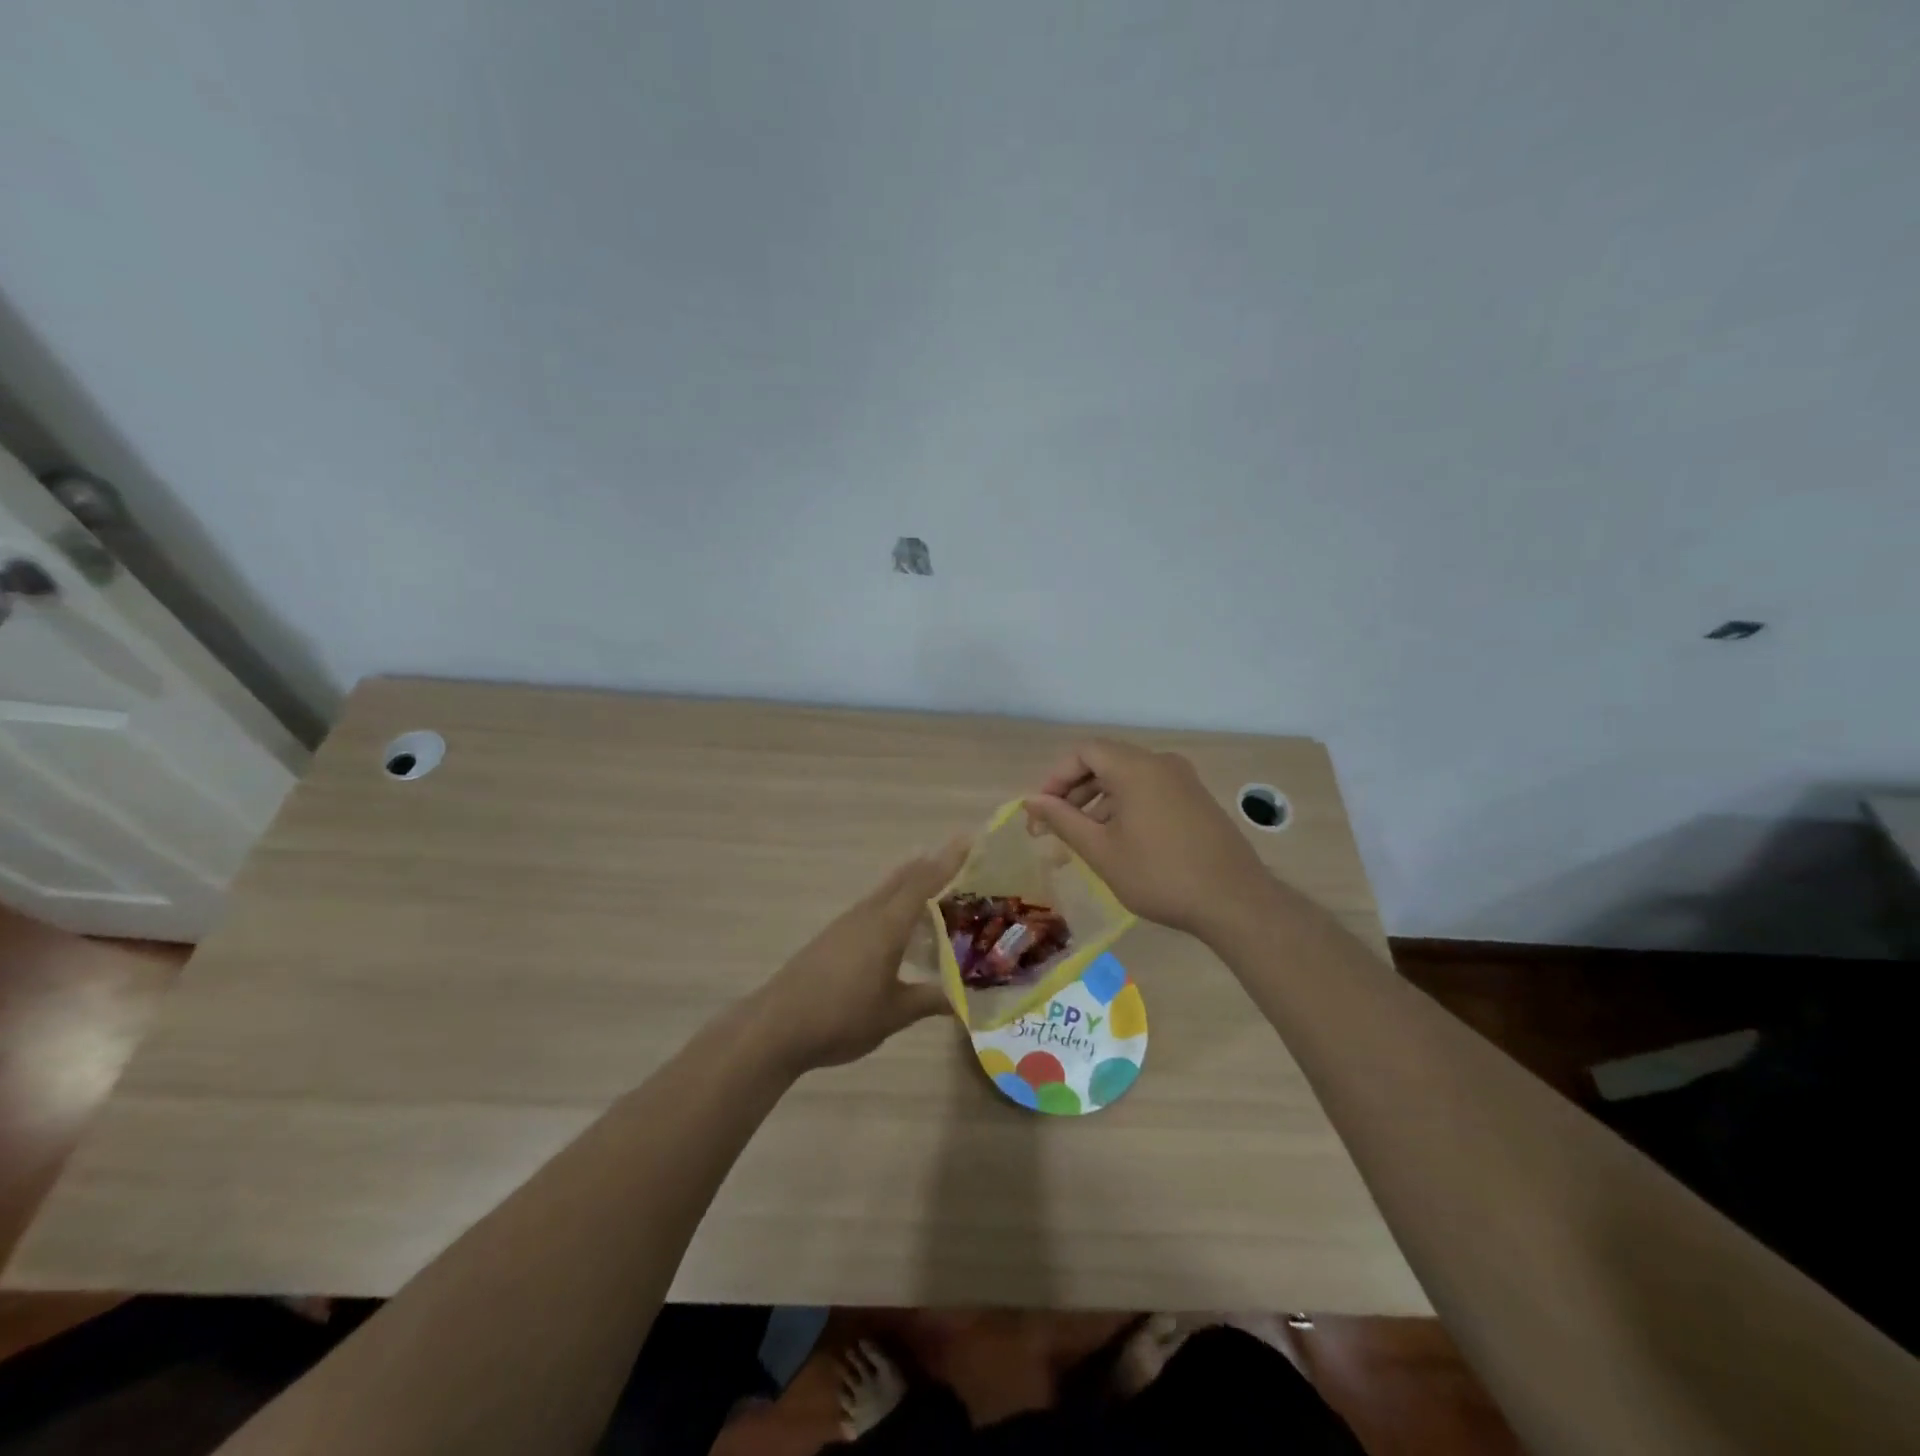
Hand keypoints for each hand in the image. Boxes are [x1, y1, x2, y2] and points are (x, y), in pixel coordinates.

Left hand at [748, 838, 968, 1072]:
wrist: (777, 1026)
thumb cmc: (841, 1017)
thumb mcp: (894, 1014)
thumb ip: (930, 1001)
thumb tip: (965, 1001)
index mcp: (887, 925)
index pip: (924, 882)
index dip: (948, 860)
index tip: (970, 839)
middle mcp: (867, 915)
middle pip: (903, 879)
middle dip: (931, 865)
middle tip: (961, 859)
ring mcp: (846, 924)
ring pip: (886, 892)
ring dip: (911, 883)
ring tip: (937, 886)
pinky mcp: (833, 938)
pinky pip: (873, 908)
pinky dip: (894, 903)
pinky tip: (899, 924)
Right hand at [1024, 740, 1275, 936]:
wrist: (1235, 901)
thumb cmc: (1159, 875)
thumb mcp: (1101, 850)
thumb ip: (1062, 820)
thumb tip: (1031, 801)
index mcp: (1136, 767)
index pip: (1083, 752)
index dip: (1056, 777)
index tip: (1041, 811)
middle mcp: (1161, 763)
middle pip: (1106, 761)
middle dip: (1075, 791)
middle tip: (1055, 827)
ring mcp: (1183, 780)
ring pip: (1128, 777)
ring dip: (1099, 800)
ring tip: (1084, 838)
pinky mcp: (1196, 799)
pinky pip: (1150, 789)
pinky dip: (1125, 805)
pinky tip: (1120, 841)